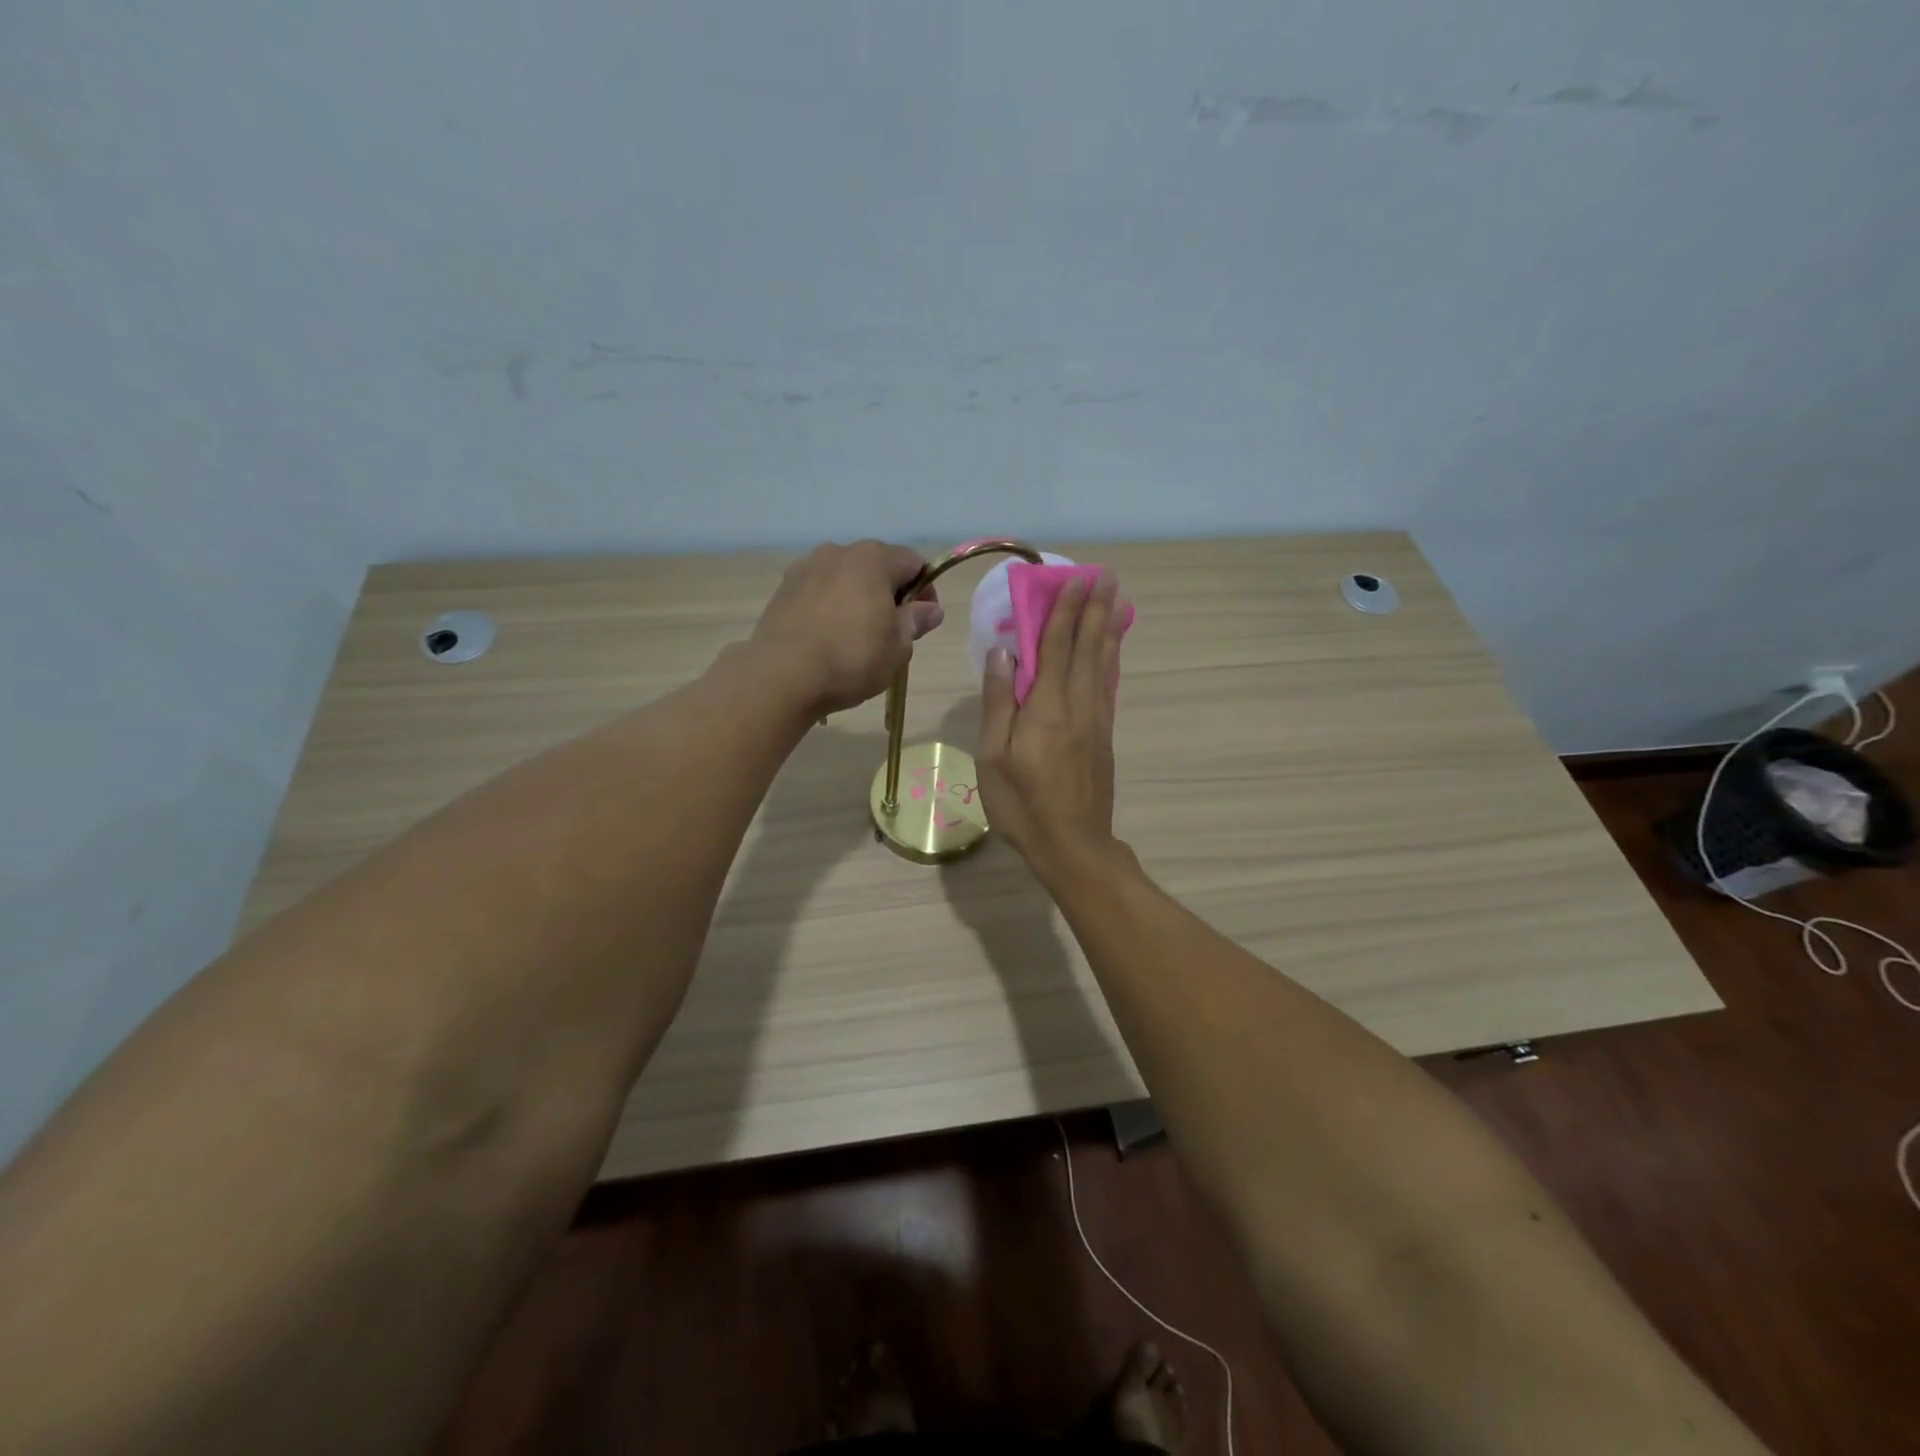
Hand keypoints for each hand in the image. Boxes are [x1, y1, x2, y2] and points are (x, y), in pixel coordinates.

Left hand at [750, 541, 944, 714]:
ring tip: (857, 637)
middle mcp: (838, 552)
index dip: (925, 590)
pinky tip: (828, 638)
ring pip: (845, 579)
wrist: (782, 676)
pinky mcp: (783, 590)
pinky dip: (831, 608)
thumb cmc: (851, 657)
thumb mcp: (898, 646)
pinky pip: (819, 593)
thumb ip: (916, 621)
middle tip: (892, 632)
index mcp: (873, 558)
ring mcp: (806, 568)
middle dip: (890, 594)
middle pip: (877, 567)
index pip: (914, 562)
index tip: (922, 621)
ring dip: (858, 599)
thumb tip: (931, 609)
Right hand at [975, 573, 1124, 878]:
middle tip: (1106, 576)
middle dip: (1094, 609)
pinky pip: (1108, 685)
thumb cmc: (1022, 804)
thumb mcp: (994, 756)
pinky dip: (1111, 660)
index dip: (1064, 611)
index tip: (1074, 579)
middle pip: (1086, 647)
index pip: (1056, 646)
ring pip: (1103, 663)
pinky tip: (1112, 650)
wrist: (1073, 845)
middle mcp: (1078, 704)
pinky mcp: (1104, 736)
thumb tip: (1002, 652)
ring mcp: (1096, 720)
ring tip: (1116, 600)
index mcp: (1047, 706)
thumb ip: (999, 702)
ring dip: (1108, 628)